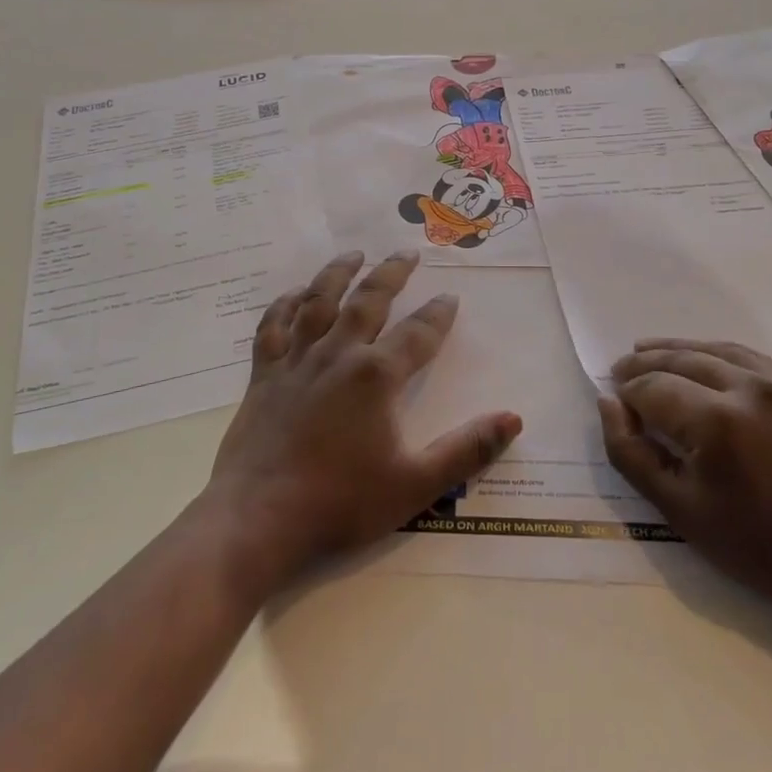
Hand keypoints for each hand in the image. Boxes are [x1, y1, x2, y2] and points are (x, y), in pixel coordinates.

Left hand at [204, 250, 521, 595]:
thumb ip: (466, 450)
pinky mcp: (263, 375)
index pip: (417, 334)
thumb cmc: (340, 502)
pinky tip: (294, 294)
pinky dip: (284, 305)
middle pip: (368, 301)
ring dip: (338, 273)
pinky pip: (273, 327)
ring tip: (353, 254)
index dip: (437, 314)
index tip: (449, 296)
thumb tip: (513, 418)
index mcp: (376, 376)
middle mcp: (337, 355)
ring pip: (319, 302)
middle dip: (391, 274)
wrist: (258, 519)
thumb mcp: (415, 484)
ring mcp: (296, 361)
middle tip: (406, 252)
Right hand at [599, 339, 771, 652]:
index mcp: (717, 421)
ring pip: (714, 349)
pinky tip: (699, 360)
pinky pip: (748, 356)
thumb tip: (608, 403)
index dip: (627, 393)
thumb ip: (630, 452)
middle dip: (644, 363)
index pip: (653, 388)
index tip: (614, 403)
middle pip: (681, 359)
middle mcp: (749, 388)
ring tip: (646, 351)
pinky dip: (715, 353)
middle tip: (620, 371)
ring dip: (676, 349)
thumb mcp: (677, 508)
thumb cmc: (754, 546)